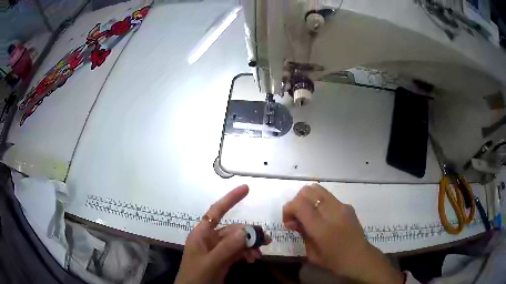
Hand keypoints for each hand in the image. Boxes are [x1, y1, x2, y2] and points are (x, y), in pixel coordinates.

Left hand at [175, 185, 269, 283]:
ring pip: (238, 242)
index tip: (246, 188)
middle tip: (264, 241)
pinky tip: (253, 260)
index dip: (230, 199)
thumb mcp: (210, 263)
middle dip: (248, 234)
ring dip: (250, 246)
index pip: (216, 211)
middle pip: (233, 230)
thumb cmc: (195, 276)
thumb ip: (226, 248)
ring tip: (258, 256)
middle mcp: (210, 239)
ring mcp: (218, 250)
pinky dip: (247, 254)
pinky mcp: (224, 260)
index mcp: (202, 234)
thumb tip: (245, 231)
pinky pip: (239, 252)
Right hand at [283, 184, 403, 283]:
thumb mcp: (311, 253)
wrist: (359, 257)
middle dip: (297, 201)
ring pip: (318, 188)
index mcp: (321, 227)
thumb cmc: (334, 261)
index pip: (299, 203)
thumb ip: (302, 233)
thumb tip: (294, 221)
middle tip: (298, 218)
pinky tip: (323, 218)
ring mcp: (342, 206)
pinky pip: (328, 197)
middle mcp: (332, 211)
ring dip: (308, 199)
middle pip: (307, 191)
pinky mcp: (347, 205)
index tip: (288, 222)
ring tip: (309, 215)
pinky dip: (320, 203)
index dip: (288, 209)